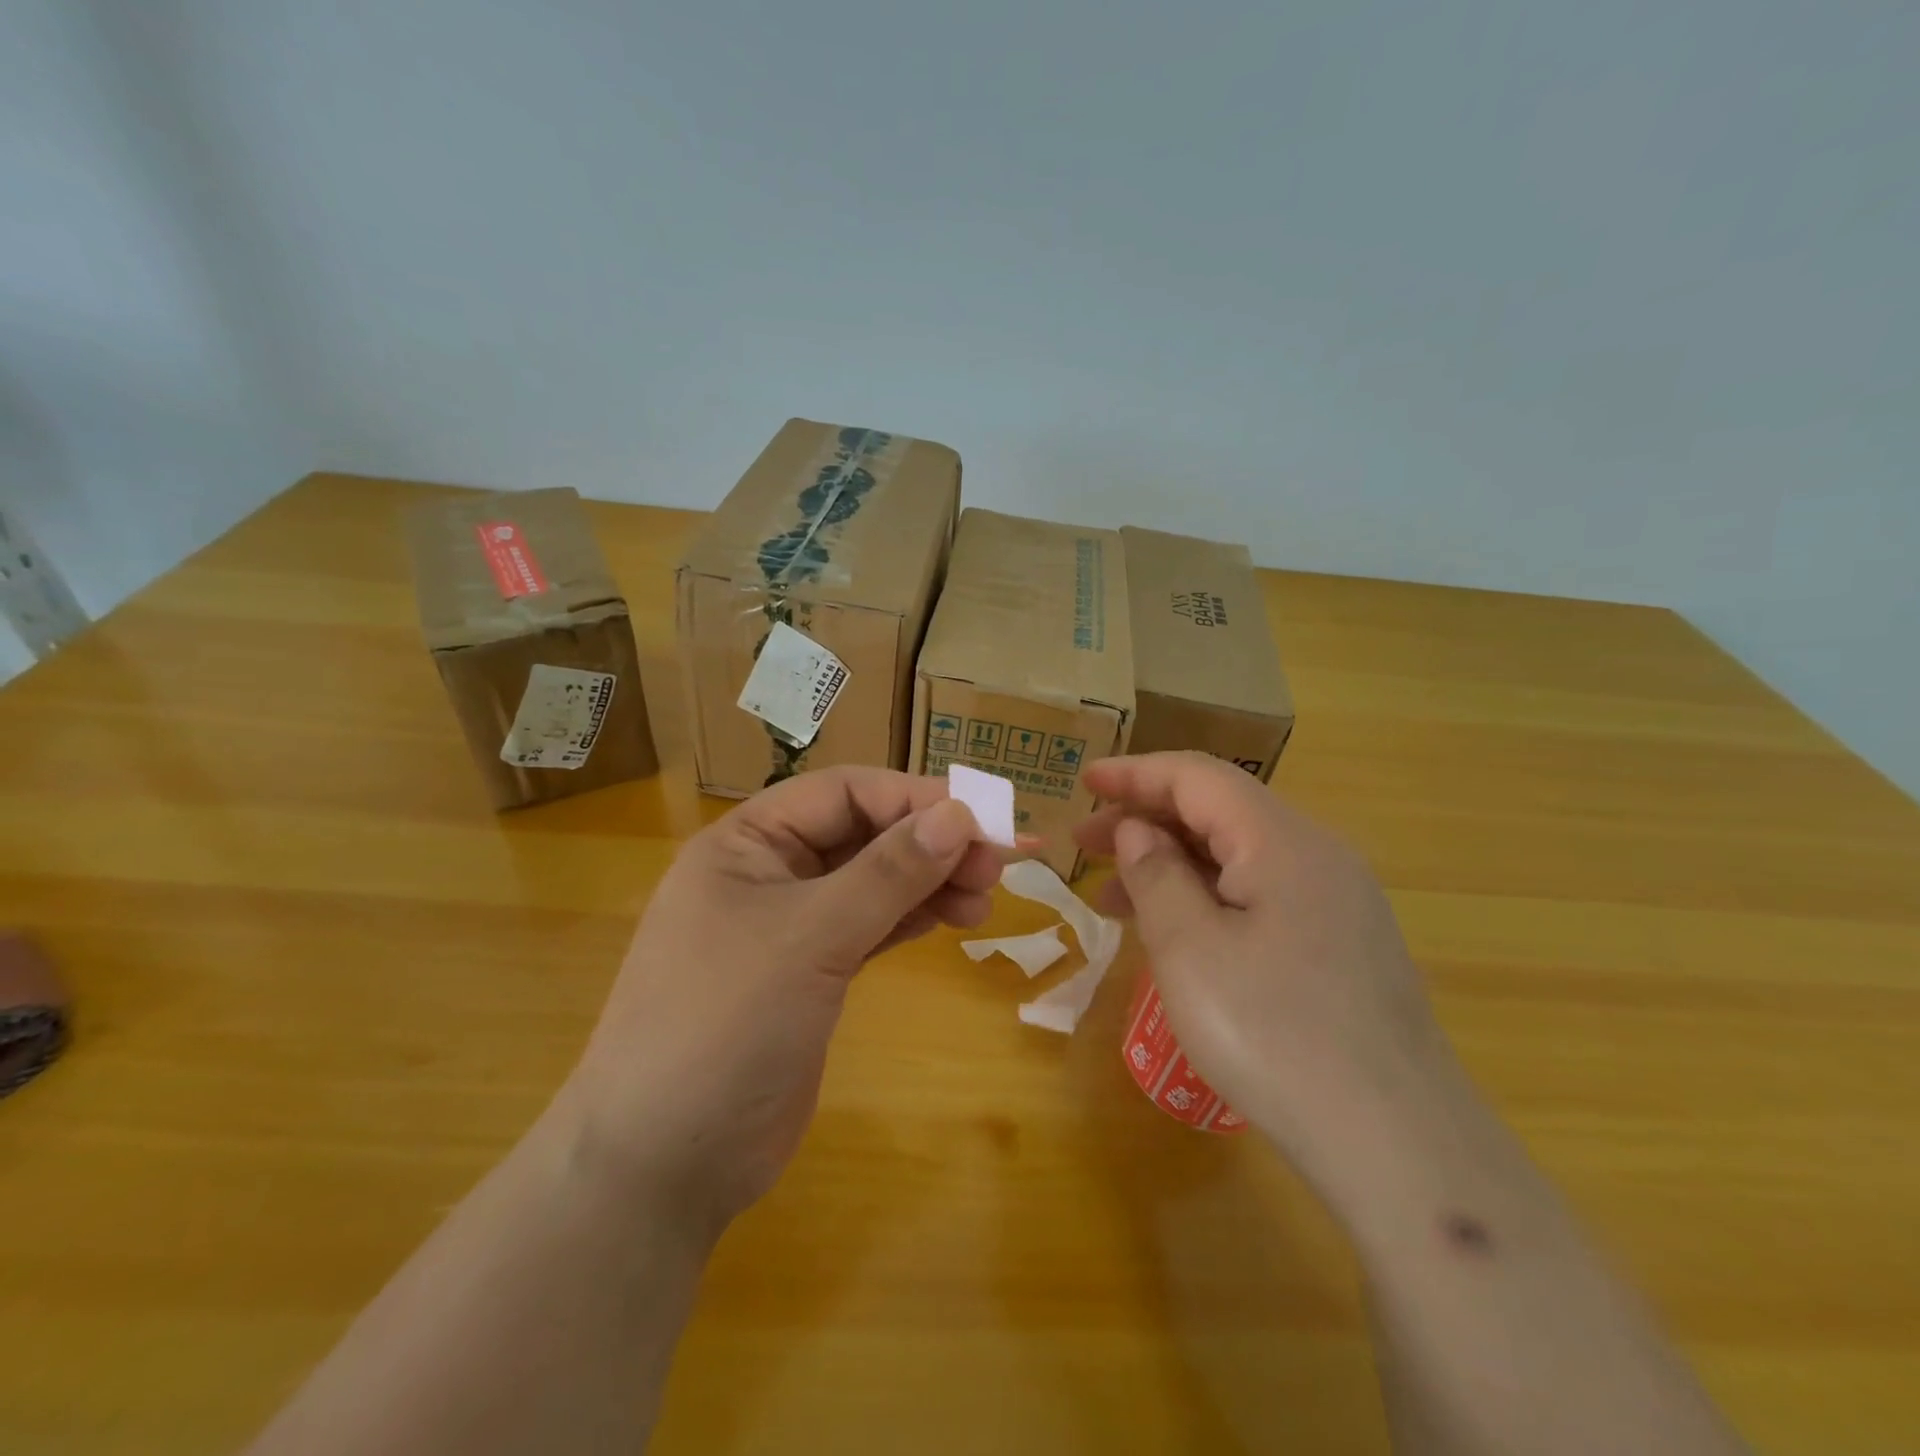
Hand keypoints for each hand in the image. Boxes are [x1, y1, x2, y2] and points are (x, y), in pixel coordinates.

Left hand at [562, 767, 999, 1240]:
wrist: (665, 1163)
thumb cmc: (726, 1024)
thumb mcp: (811, 937)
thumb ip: (888, 873)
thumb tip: (960, 815)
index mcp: (747, 842)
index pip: (843, 793)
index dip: (914, 798)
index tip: (982, 820)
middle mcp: (766, 872)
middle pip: (863, 834)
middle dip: (929, 844)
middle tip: (994, 868)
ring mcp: (788, 926)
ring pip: (871, 882)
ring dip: (927, 882)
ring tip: (982, 901)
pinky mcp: (809, 973)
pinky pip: (868, 925)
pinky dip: (908, 918)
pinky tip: (948, 919)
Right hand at [1077, 753, 1461, 1191]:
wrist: (1397, 1143)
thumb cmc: (1274, 1035)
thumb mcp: (1190, 950)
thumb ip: (1156, 875)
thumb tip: (1138, 831)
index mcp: (1282, 841)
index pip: (1198, 778)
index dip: (1135, 773)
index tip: (1085, 779)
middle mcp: (1317, 854)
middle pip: (1219, 812)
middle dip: (1147, 819)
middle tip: (1085, 845)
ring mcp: (1337, 899)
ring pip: (1238, 855)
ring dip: (1173, 863)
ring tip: (1113, 898)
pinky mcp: (1342, 941)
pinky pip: (1262, 893)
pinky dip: (1208, 896)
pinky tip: (1176, 931)